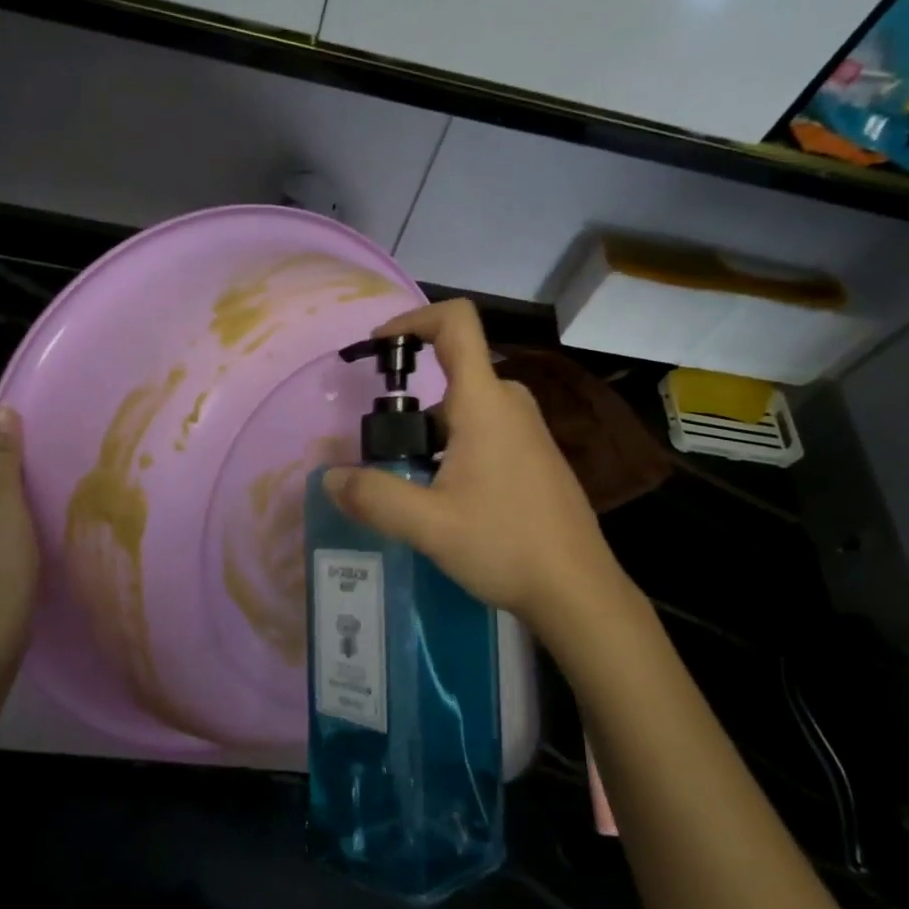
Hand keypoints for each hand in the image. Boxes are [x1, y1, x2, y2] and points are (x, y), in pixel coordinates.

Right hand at [323, 299, 623, 634]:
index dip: (413, 319)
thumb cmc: (506, 545)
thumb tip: (331, 478)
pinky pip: (484, 430)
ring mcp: (527, 430)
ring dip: (429, 435)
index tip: (379, 347)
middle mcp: (509, 403)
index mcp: (484, 402)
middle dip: (409, 406)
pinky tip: (445, 500)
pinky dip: (453, 447)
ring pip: (465, 409)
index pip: (456, 323)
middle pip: (451, 375)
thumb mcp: (429, 525)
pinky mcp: (534, 455)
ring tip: (411, 487)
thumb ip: (374, 497)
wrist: (578, 589)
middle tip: (384, 453)